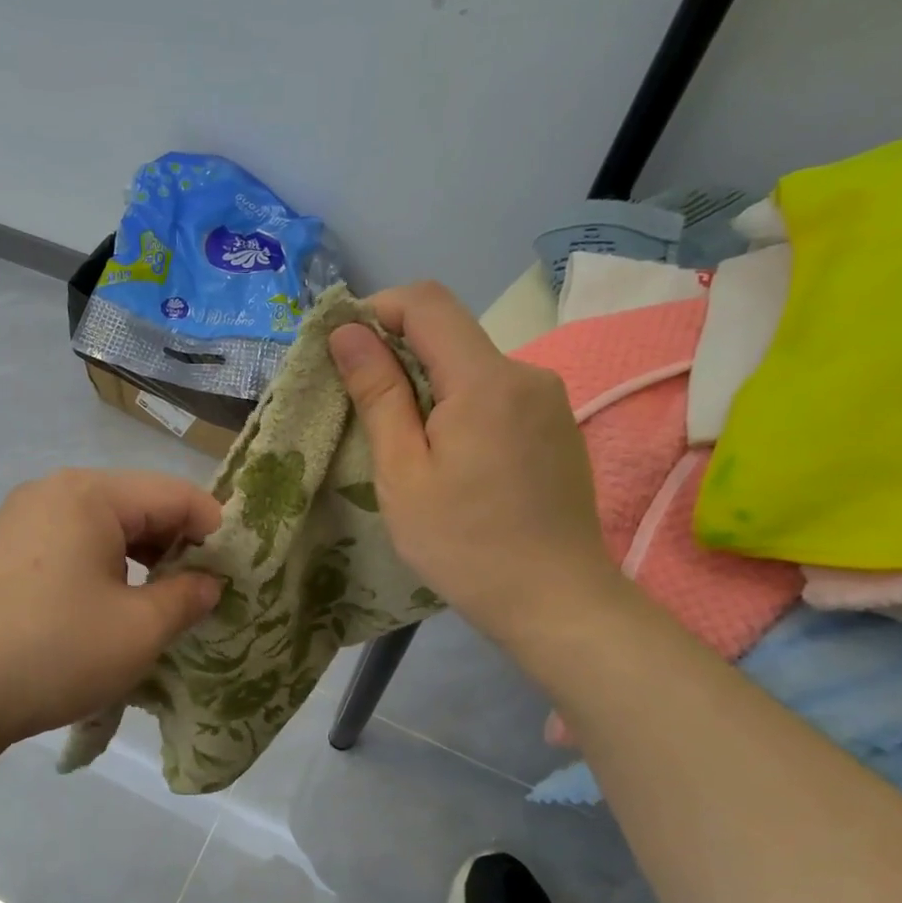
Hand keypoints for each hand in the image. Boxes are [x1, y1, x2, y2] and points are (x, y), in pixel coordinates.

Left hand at [0, 469, 222, 751]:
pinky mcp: (0, 554)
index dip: (215, 529)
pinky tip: (108, 608)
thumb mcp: (139, 630)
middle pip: (136, 505)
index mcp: (89, 494)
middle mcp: (51, 491)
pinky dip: (101, 568)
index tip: (237, 570)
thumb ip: (187, 597)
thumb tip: (208, 583)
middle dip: (176, 545)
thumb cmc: (55, 651)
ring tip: (160, 603)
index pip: (175, 493)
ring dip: (139, 559)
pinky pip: (69, 546)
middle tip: (203, 591)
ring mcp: (18, 520)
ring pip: (102, 527)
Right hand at [327, 280, 622, 647]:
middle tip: (364, 411)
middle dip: (398, 357)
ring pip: (473, 369)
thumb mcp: (402, 473)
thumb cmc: (464, 543)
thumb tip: (348, 331)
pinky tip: (452, 463)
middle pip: (451, 335)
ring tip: (407, 448)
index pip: (426, 302)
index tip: (344, 351)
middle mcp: (526, 373)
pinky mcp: (557, 427)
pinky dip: (461, 409)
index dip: (377, 310)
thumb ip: (377, 394)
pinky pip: (498, 396)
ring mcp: (549, 400)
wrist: (555, 600)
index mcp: (485, 379)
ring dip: (430, 388)